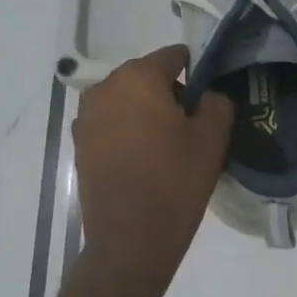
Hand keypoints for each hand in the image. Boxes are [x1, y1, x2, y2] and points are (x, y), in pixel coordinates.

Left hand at [72, 45, 232, 274]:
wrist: (130, 240)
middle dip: (168, 91)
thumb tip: (207, 94)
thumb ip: (216, 103)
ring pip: (125, 99)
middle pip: (145, 76)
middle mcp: (105, 88)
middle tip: (190, 123)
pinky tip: (144, 158)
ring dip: (145, 111)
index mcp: (138, 78)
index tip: (208, 96)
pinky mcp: (79, 144)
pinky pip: (110, 123)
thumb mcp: (212, 139)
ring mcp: (86, 117)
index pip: (172, 56)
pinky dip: (127, 130)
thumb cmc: (175, 182)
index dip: (195, 71)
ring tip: (166, 144)